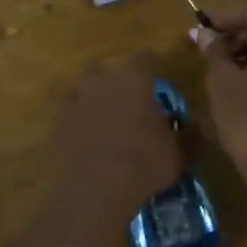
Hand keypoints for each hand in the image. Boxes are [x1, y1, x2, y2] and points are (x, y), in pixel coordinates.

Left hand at [49, 54, 182, 212]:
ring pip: (76, 88)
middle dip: (109, 79)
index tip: (152, 71)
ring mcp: (74, 102)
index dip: (148, 64)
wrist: (95, 188)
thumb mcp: (178, 154)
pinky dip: (71, 122)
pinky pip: (63, 116)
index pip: (143, 59)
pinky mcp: (55, 125)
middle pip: (100, 68)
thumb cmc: (144, 163)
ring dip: (84, 97)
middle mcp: (101, 83)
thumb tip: (191, 130)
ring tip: (94, 114)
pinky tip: (78, 136)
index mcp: (134, 81)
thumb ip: (185, 137)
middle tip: (119, 95)